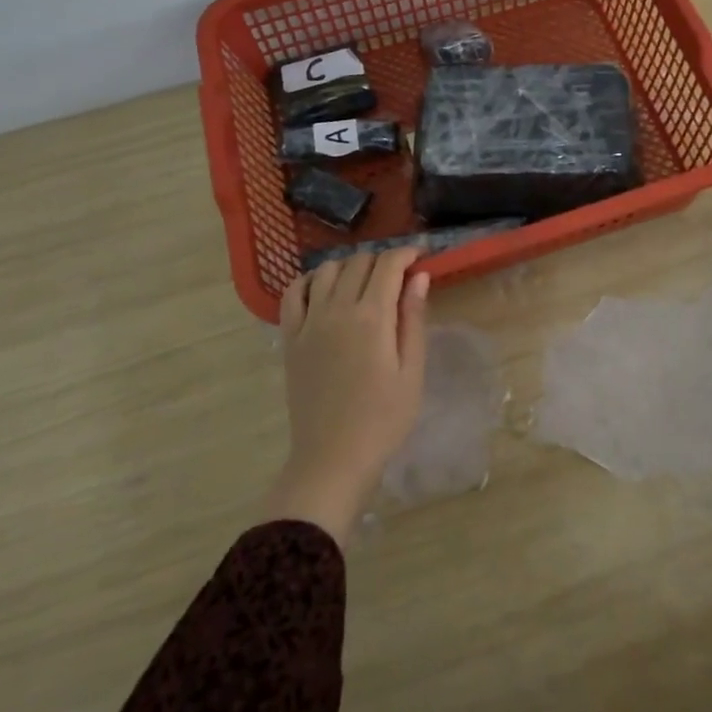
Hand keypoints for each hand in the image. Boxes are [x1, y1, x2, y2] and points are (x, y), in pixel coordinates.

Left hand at [261, 247, 429, 546]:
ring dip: (350, 266)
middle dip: (383, 259)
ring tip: (365, 282)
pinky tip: (325, 289)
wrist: (332, 458)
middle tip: (400, 274)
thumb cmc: (383, 419)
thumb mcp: (412, 371)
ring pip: (327, 270)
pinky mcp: (290, 338)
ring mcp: (309, 322)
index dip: (407, 253)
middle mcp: (337, 310)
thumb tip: (418, 277)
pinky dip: (310, 280)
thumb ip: (413, 319)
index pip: (388, 265)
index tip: (421, 256)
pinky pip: (294, 293)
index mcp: (372, 317)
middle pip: (358, 262)